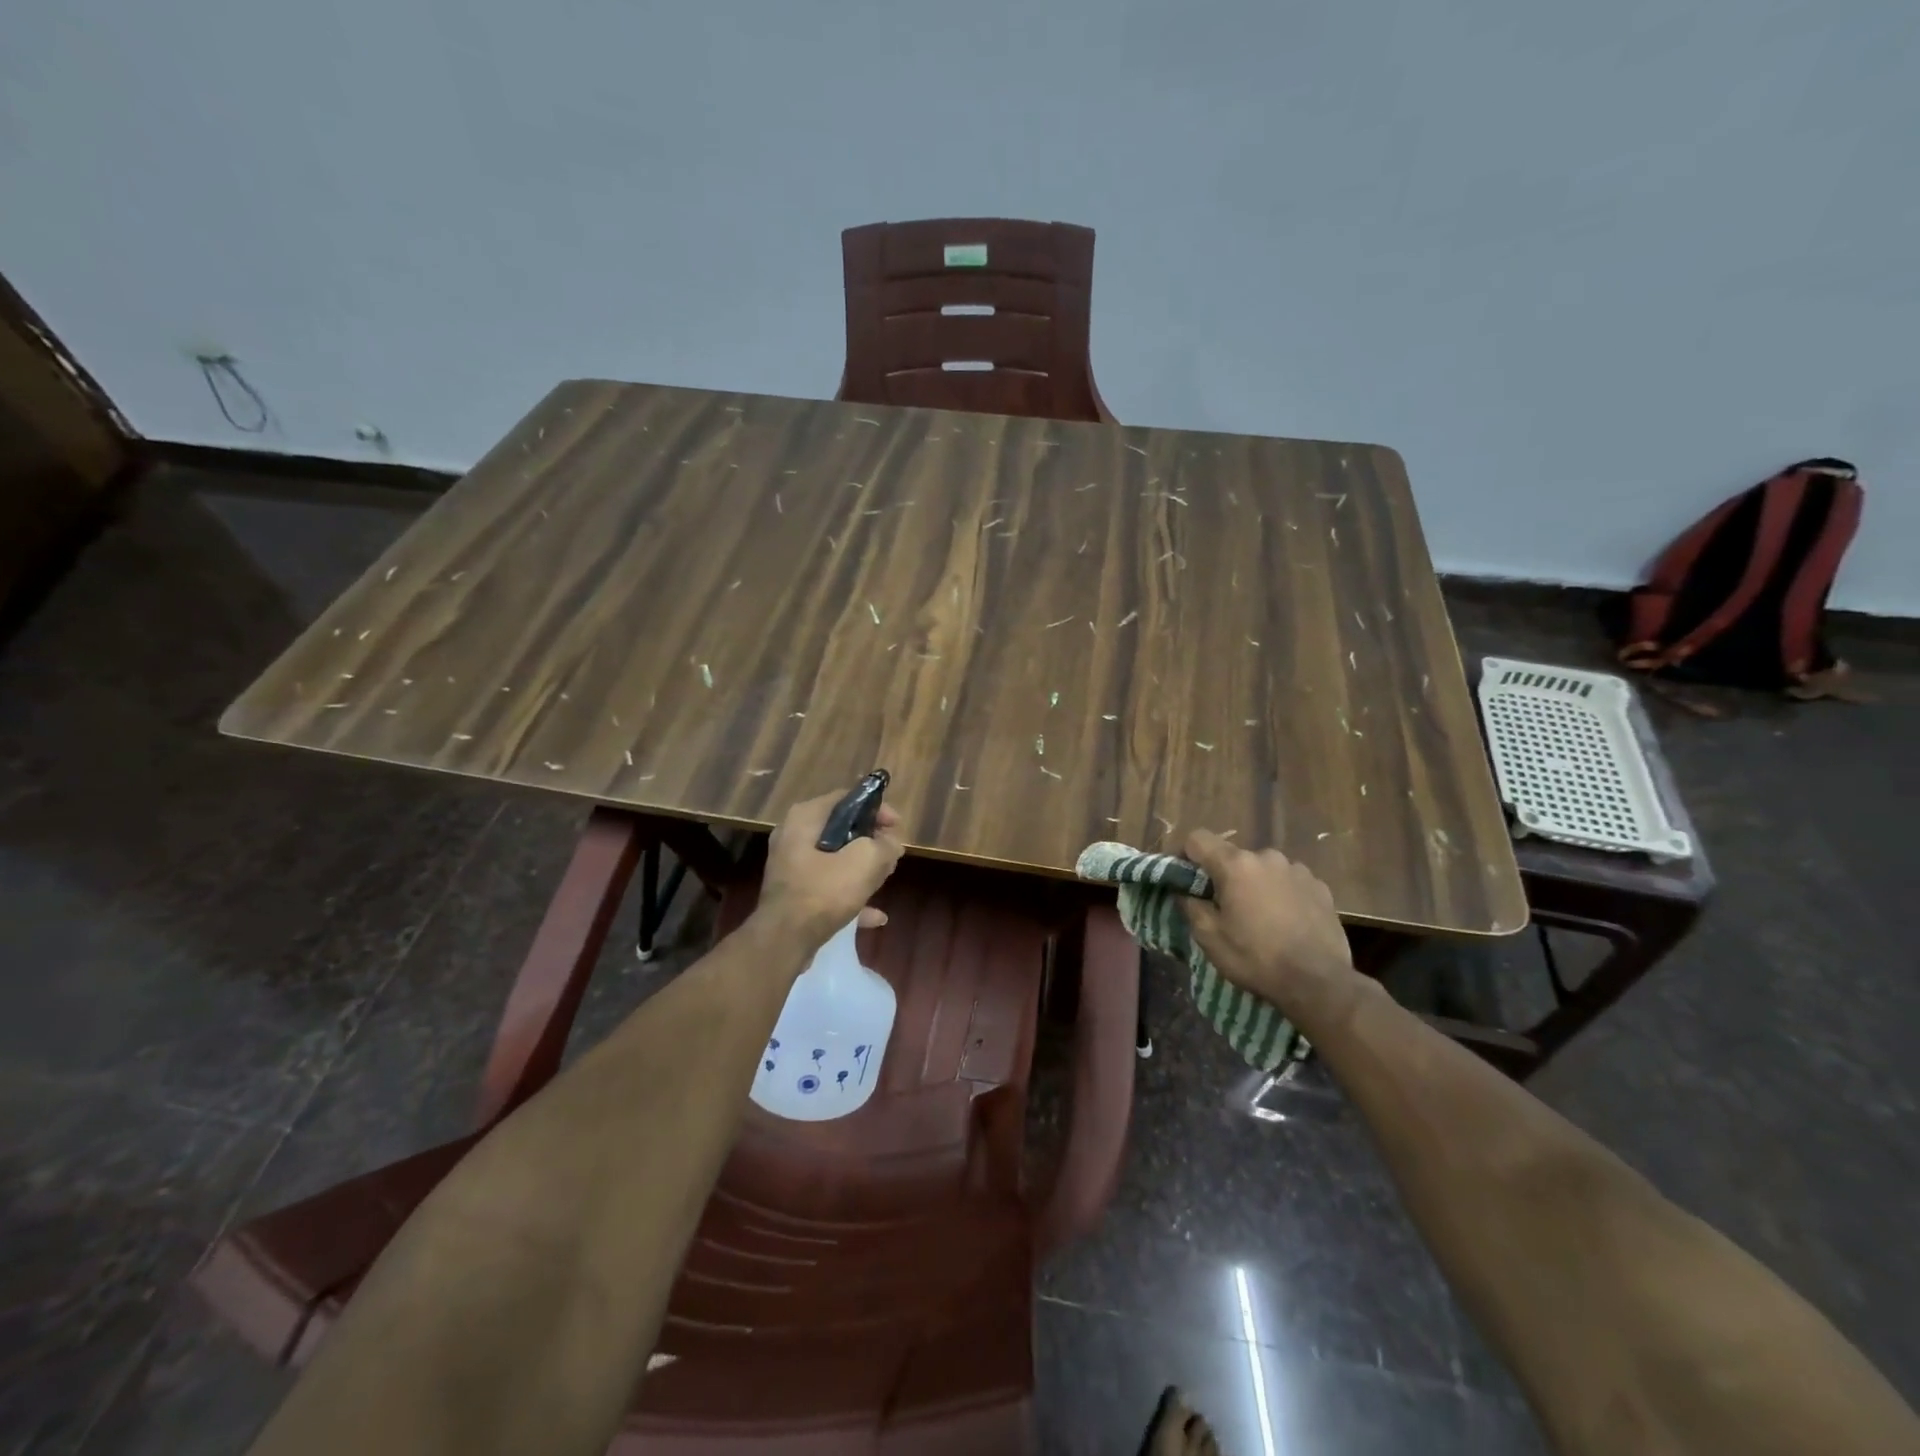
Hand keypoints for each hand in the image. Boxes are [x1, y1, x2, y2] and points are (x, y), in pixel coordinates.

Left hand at [755, 786, 905, 948]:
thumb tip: (891, 843)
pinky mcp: (793, 893)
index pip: (848, 798)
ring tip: (885, 878)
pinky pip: (827, 886)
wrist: (783, 941)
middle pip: (842, 829)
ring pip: (836, 858)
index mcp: (805, 817)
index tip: (897, 828)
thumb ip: (885, 845)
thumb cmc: (824, 892)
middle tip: (892, 855)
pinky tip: (874, 915)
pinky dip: (850, 894)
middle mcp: (793, 836)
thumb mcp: (866, 861)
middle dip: (871, 842)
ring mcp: (791, 866)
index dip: (877, 809)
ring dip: (862, 868)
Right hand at [1181, 830, 1360, 1023]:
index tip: (1184, 878)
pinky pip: (1289, 881)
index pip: (1197, 839)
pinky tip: (1286, 921)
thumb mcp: (1209, 938)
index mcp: (1235, 864)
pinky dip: (1281, 893)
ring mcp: (1297, 869)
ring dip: (1254, 884)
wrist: (1319, 983)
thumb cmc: (1256, 958)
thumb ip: (1190, 905)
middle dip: (1223, 876)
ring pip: (1262, 869)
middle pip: (1233, 856)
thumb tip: (1184, 890)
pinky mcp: (1320, 886)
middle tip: (1224, 907)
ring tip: (1259, 916)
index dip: (1185, 855)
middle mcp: (1267, 857)